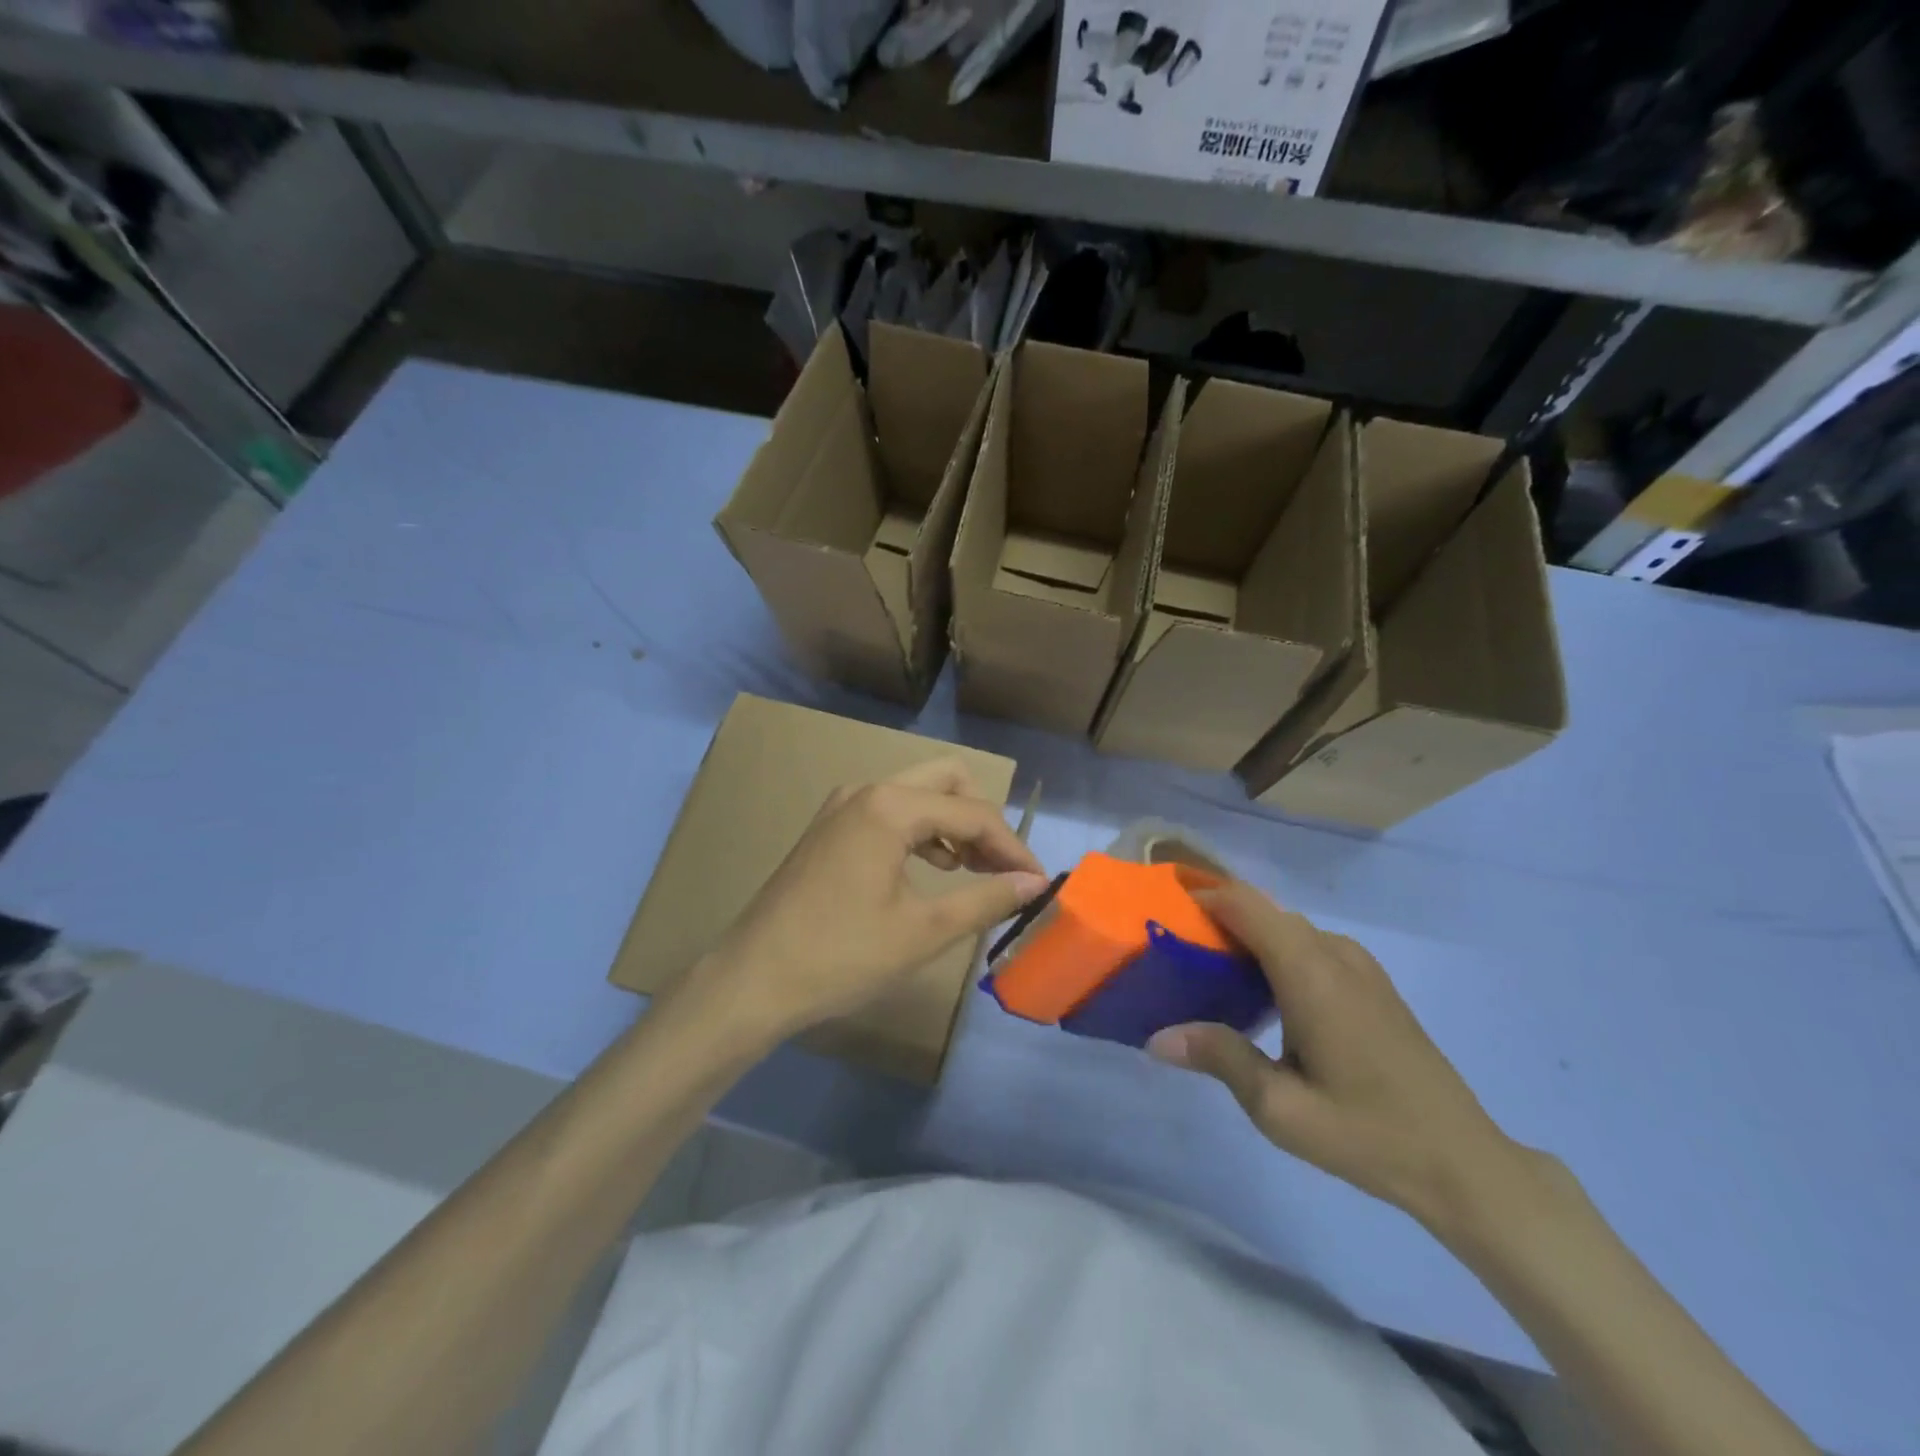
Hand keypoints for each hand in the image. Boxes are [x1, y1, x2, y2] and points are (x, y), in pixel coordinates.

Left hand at [687, 759, 1048, 1040]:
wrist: (751, 982)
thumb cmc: (841, 956)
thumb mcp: (923, 931)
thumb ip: (985, 899)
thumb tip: (1034, 883)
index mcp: (890, 806)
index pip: (972, 813)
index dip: (1012, 847)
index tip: (1038, 883)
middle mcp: (866, 791)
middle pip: (946, 782)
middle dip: (982, 821)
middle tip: (1002, 869)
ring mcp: (842, 807)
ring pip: (917, 795)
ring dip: (952, 825)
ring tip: (973, 872)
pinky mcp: (830, 829)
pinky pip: (890, 813)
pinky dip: (921, 833)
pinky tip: (930, 870)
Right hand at [1147, 880, 1521, 1227]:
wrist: (1463, 1163)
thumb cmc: (1368, 1134)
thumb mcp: (1281, 1108)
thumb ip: (1220, 1058)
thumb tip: (1157, 1035)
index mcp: (1311, 973)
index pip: (1246, 904)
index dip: (1203, 896)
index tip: (1163, 911)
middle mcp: (1335, 954)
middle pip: (1264, 912)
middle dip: (1218, 920)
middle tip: (1175, 951)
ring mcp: (1360, 967)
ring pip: (1288, 929)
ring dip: (1247, 937)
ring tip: (1208, 972)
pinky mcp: (1372, 984)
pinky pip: (1310, 947)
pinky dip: (1275, 952)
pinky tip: (1261, 994)